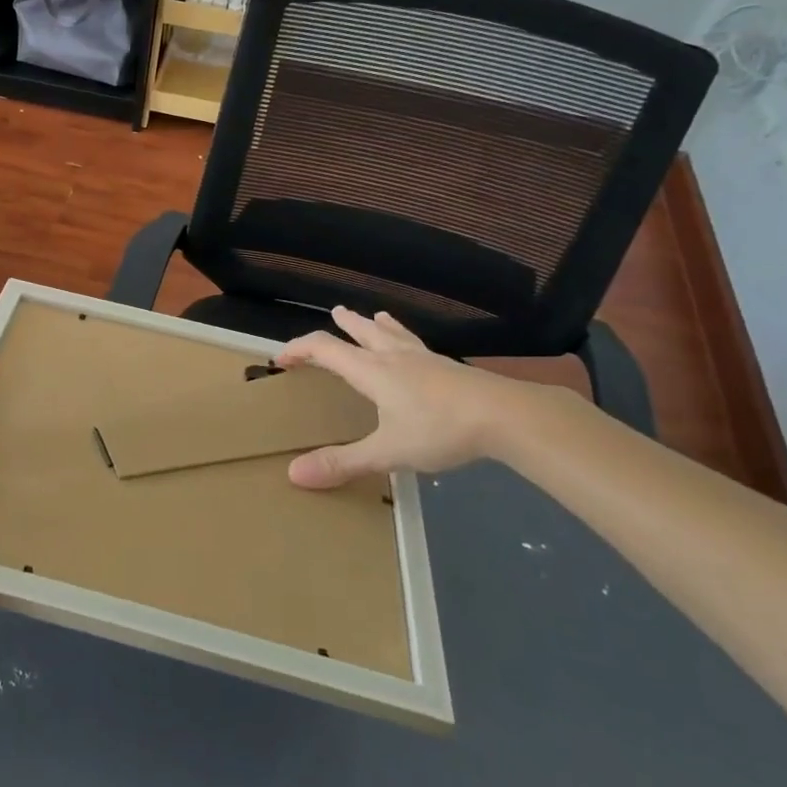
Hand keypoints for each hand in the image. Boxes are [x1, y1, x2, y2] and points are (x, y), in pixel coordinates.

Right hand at [278, 307, 557, 487]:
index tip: (282, 358)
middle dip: (345, 325)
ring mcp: (425, 359)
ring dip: (377, 326)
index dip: (299, 349)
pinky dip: (407, 340)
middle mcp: (394, 357)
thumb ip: (343, 463)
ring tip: (374, 316)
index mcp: (371, 371)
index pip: (325, 349)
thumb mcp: (387, 452)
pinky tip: (419, 349)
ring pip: (393, 334)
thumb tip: (294, 474)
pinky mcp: (450, 368)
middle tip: (335, 312)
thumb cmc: (439, 429)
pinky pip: (419, 346)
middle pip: (362, 332)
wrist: (504, 416)